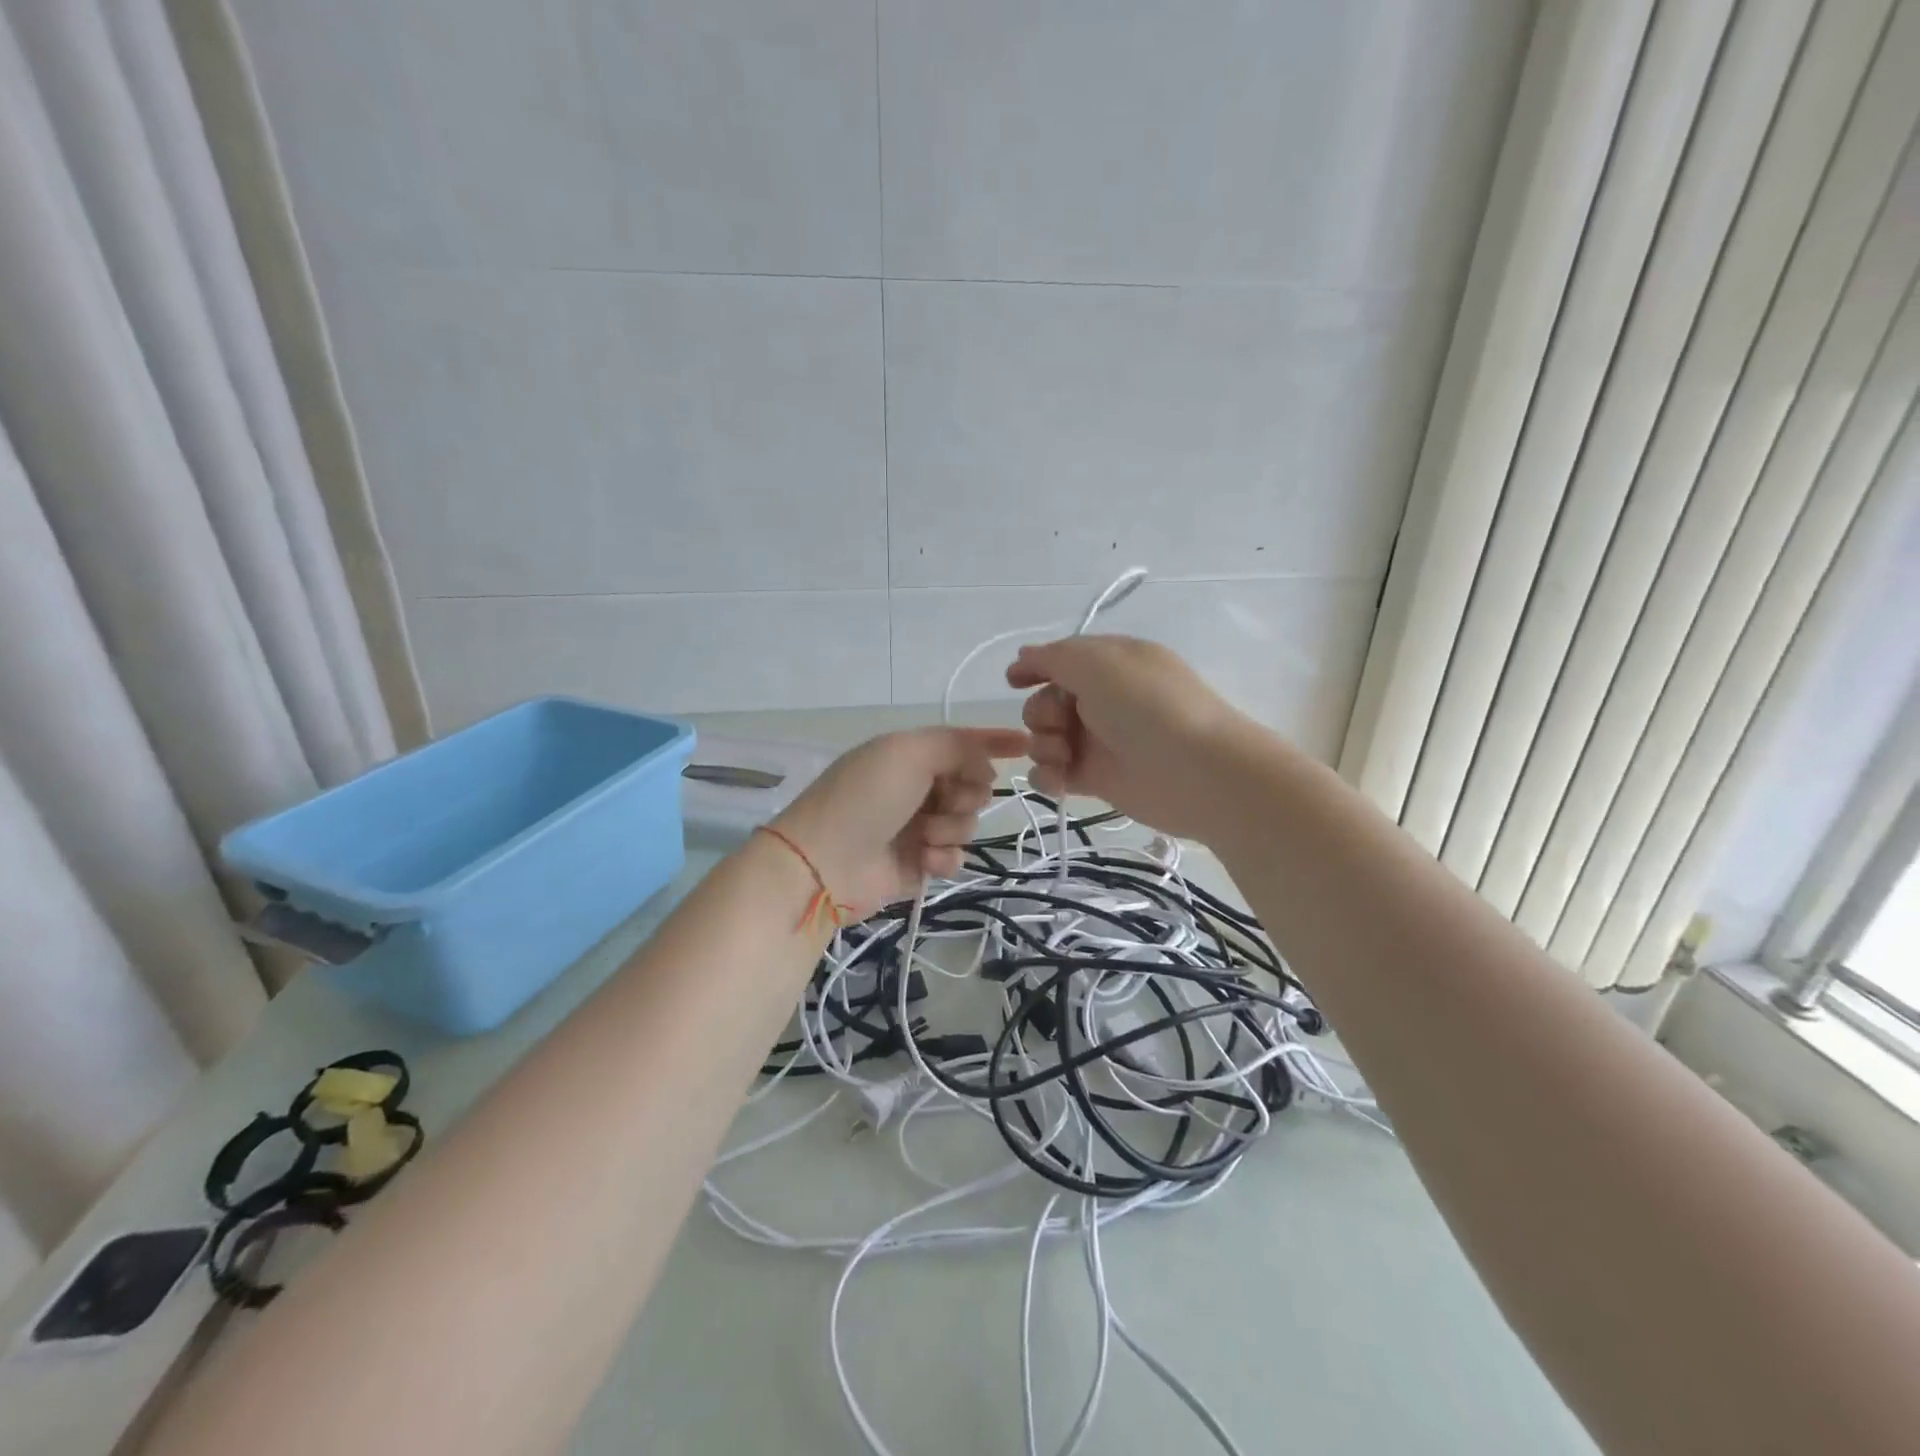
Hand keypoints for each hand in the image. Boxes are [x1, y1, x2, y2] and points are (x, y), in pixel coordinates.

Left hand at [769, 727, 1029, 916]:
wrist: (824, 863)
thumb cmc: (864, 797)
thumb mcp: (909, 753)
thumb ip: (957, 746)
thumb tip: (987, 762)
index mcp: (910, 754)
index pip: (961, 743)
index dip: (993, 742)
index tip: (1026, 744)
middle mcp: (917, 787)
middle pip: (974, 785)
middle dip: (966, 794)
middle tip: (943, 801)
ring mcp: (918, 826)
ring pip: (968, 822)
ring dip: (951, 828)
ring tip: (922, 837)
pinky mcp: (919, 864)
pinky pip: (956, 856)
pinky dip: (944, 857)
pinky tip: (923, 860)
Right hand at [1005, 635, 1255, 840]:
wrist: (1195, 771)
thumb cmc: (1146, 706)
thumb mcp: (1097, 663)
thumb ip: (1053, 657)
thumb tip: (1025, 655)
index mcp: (1111, 663)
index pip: (1062, 660)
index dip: (1035, 668)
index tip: (1013, 682)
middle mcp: (1104, 699)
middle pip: (1047, 701)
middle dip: (1041, 711)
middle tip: (1060, 722)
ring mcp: (1100, 740)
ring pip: (1046, 738)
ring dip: (1043, 745)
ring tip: (1063, 755)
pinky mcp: (1097, 779)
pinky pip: (1055, 773)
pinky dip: (1049, 777)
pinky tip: (1059, 780)